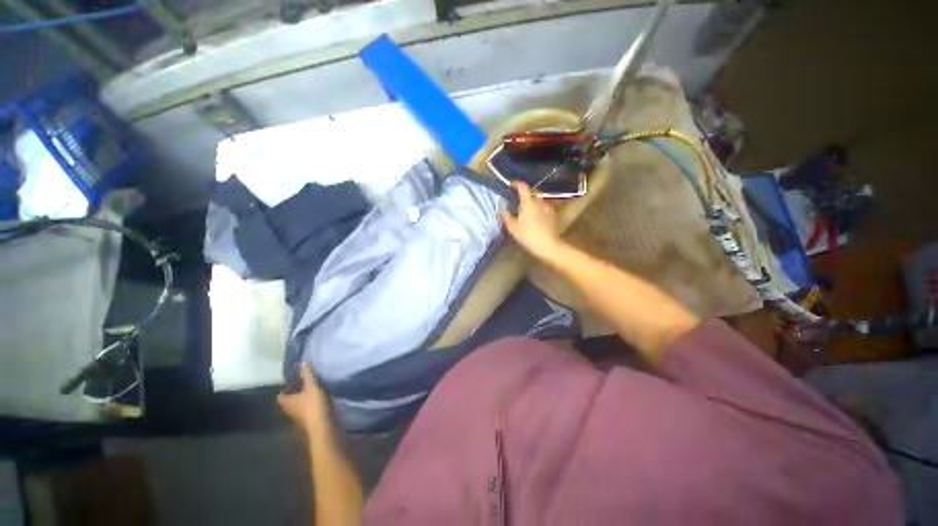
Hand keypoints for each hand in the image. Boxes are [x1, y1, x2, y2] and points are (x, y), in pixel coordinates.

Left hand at [277, 363, 331, 435]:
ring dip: (300, 400)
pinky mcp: (306, 421)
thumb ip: (307, 375)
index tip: (291, 382)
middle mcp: (289, 410)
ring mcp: (298, 417)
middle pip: (287, 402)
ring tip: (309, 392)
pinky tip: (315, 401)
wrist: (321, 424)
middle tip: (300, 385)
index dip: (284, 389)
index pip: (280, 396)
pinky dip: (307, 406)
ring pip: (296, 407)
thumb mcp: (312, 386)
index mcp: (287, 402)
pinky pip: (304, 411)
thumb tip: (302, 362)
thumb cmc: (313, 404)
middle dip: (292, 394)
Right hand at [500, 181, 561, 259]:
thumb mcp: (512, 227)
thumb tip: (501, 208)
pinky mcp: (552, 216)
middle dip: (525, 192)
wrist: (547, 245)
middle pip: (532, 192)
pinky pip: (543, 207)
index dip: (516, 184)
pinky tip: (534, 216)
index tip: (510, 185)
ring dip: (532, 201)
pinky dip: (538, 208)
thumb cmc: (527, 235)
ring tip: (525, 208)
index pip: (523, 187)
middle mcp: (539, 202)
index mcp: (528, 202)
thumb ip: (506, 215)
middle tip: (517, 198)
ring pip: (539, 200)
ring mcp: (548, 208)